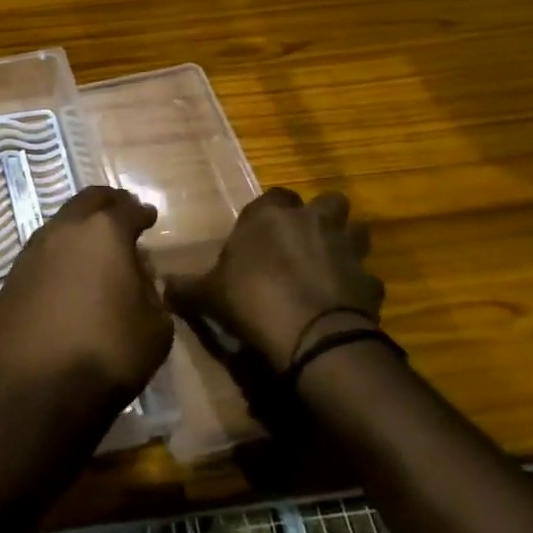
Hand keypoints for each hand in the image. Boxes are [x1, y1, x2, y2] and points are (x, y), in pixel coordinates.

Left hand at [0, 186, 173, 424]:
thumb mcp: (156, 325)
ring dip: (79, 230)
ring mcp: (31, 253)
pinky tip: (66, 279)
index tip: (149, 217)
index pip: (127, 208)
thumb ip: (150, 288)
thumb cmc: (110, 355)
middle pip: (88, 201)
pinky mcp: (11, 279)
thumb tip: (137, 272)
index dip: (141, 211)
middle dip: (108, 203)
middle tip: (121, 213)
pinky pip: (41, 255)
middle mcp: (64, 231)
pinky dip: (58, 257)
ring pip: (60, 225)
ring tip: (94, 249)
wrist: (41, 392)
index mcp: (104, 232)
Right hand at [165, 188, 382, 372]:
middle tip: (306, 243)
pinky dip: (359, 289)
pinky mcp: (370, 282)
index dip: (271, 214)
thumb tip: (162, 286)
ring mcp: (347, 249)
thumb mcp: (209, 295)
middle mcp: (313, 221)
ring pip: (358, 232)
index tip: (262, 237)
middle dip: (322, 218)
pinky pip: (367, 279)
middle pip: (329, 202)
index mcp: (272, 214)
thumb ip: (188, 287)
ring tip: (331, 268)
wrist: (310, 335)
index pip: (275, 196)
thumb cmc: (252, 299)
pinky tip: (345, 306)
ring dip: (347, 245)